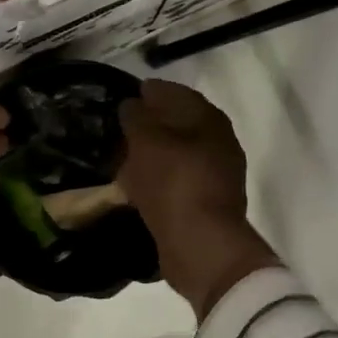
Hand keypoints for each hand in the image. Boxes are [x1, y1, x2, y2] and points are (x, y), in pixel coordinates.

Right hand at [118, 79, 280, 320]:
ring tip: (120, 156)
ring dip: (151, 154)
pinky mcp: (204, 204)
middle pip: (178, 124)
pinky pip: (174, 182)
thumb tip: (131, 105)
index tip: (126, 94)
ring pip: (175, 154)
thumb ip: (136, 117)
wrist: (201, 245)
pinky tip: (132, 185)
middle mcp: (218, 143)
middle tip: (119, 126)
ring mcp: (215, 175)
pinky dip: (154, 179)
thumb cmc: (174, 182)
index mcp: (209, 120)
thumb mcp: (146, 141)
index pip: (176, 93)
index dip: (151, 91)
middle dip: (150, 123)